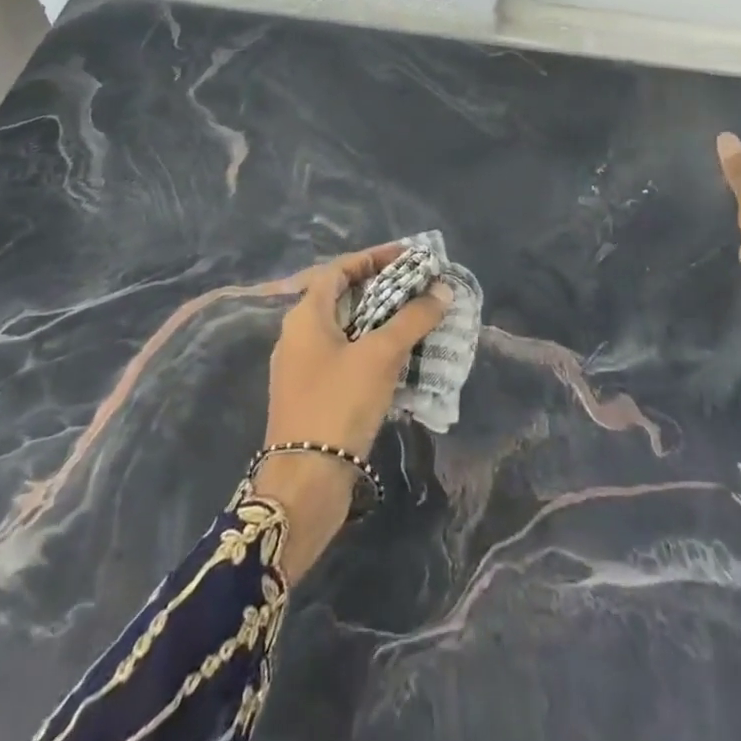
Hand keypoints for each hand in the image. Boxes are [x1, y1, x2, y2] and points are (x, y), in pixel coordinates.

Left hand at [254, 243, 450, 579]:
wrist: (305, 482)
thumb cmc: (339, 404)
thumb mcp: (381, 355)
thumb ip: (413, 318)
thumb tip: (442, 289)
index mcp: (305, 316)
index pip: (339, 269)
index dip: (373, 258)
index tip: (408, 257)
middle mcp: (297, 335)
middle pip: (341, 297)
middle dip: (381, 289)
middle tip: (417, 287)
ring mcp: (302, 367)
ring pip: (345, 329)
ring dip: (379, 320)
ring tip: (415, 319)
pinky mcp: (311, 395)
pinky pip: (344, 356)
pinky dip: (371, 348)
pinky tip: (399, 359)